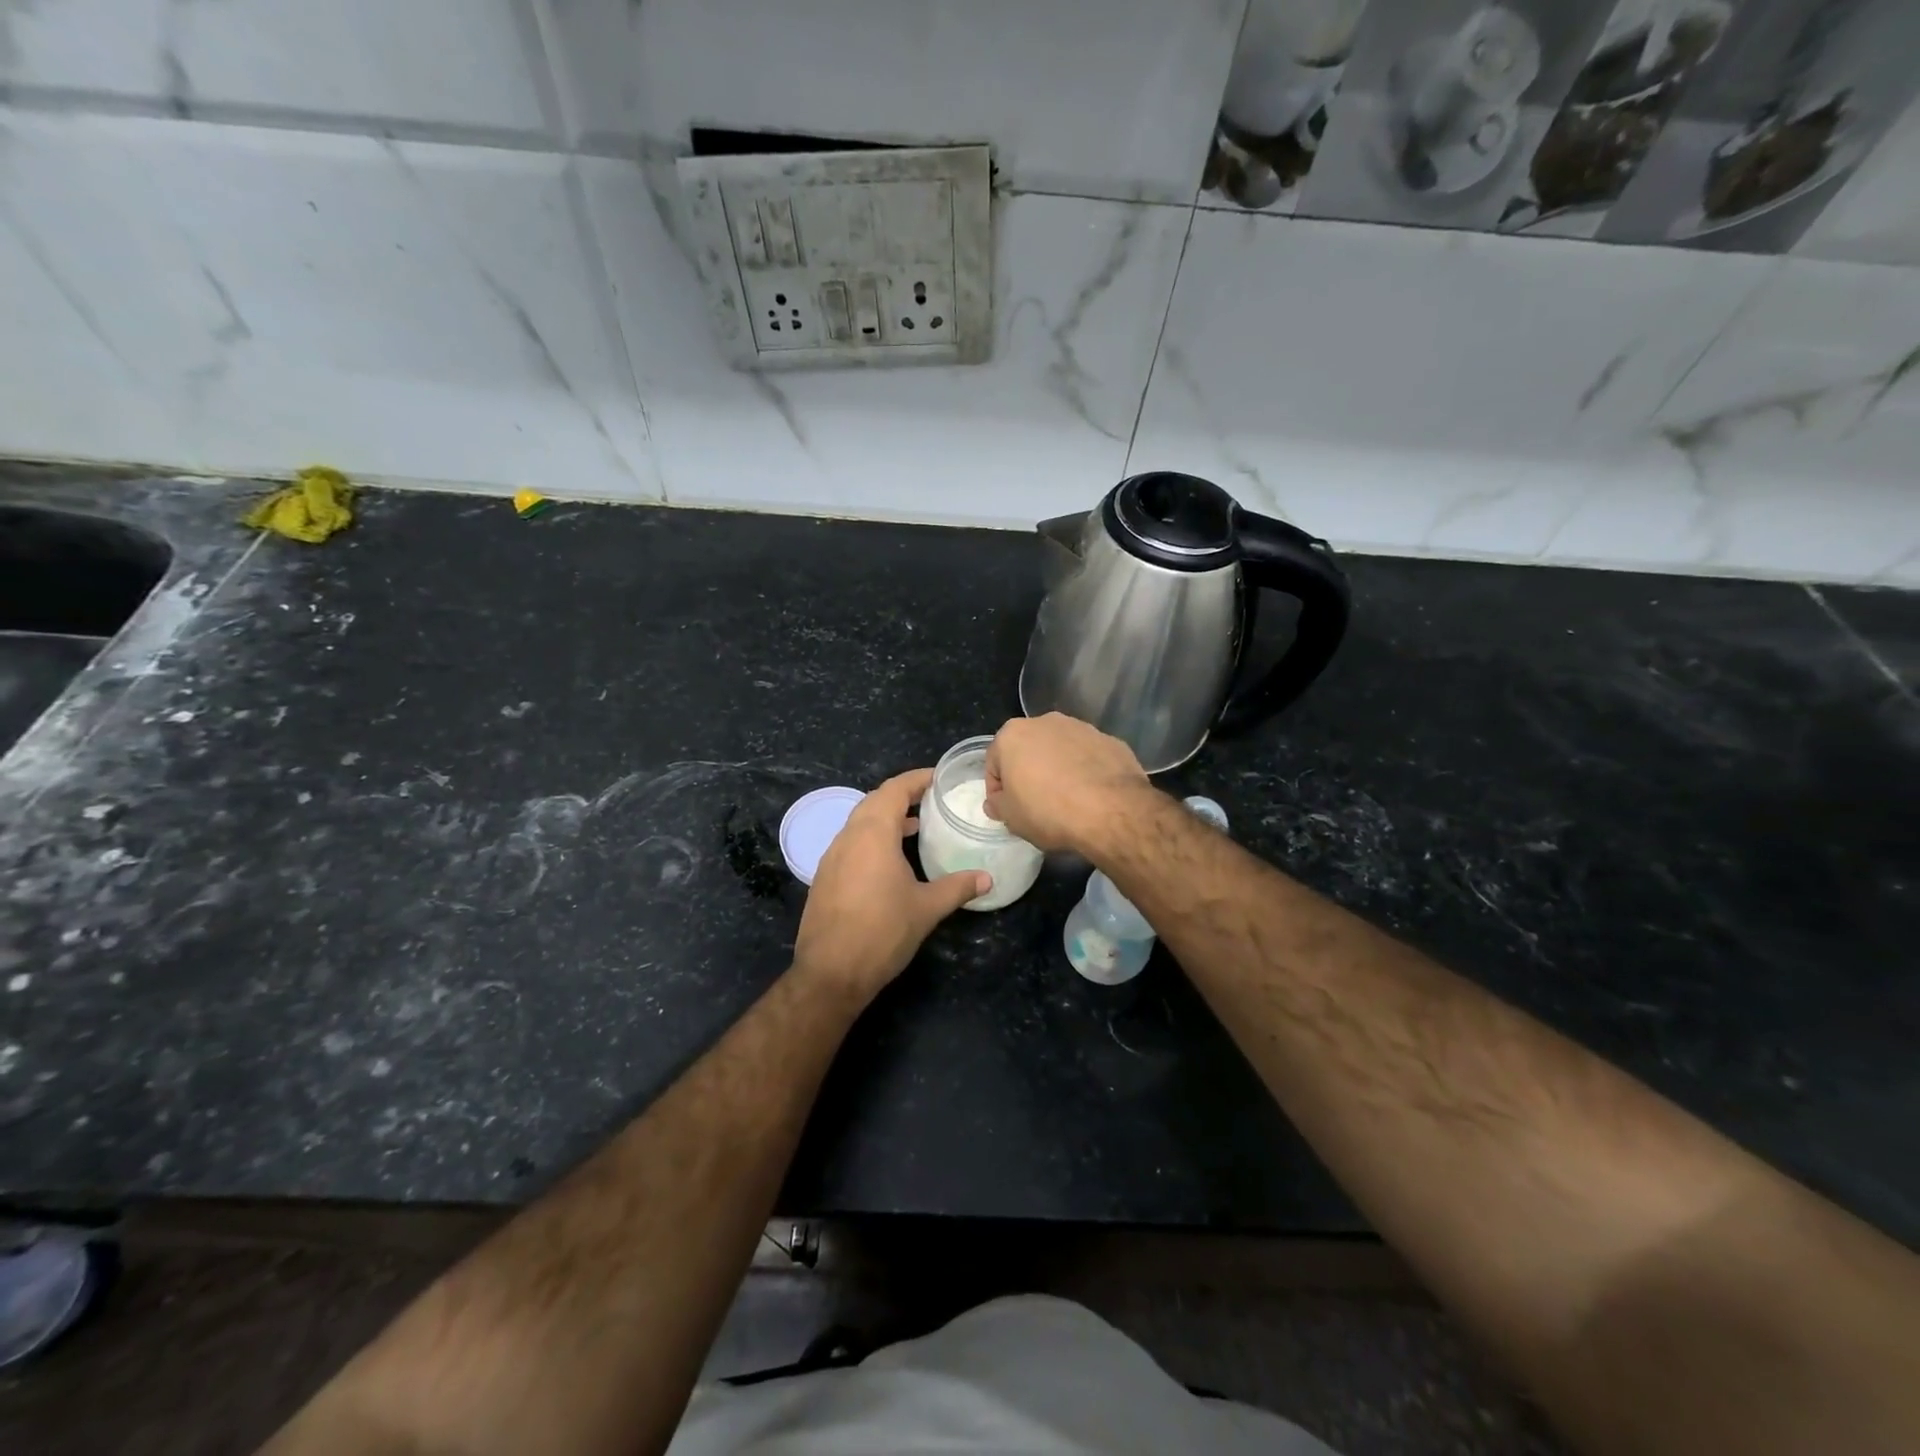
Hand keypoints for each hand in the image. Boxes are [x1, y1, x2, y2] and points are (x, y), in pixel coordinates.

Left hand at [792, 768, 989, 1002]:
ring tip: (916, 827)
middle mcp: (848, 837)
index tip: (939, 778)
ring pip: (859, 822)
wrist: (831, 973)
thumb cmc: (882, 932)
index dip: (917, 779)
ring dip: (886, 818)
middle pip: (874, 801)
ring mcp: (832, 857)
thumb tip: (988, 879)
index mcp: (873, 834)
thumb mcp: (927, 908)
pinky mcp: (824, 877)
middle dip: (902, 795)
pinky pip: (850, 842)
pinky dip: (872, 838)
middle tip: (931, 800)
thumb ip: (958, 887)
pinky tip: (890, 860)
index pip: (894, 790)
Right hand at [985, 713, 1150, 854]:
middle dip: (1028, 773)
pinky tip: (1091, 796)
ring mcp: (1081, 728)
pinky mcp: (1110, 740)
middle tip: (1035, 804)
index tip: (1007, 809)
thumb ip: (997, 804)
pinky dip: (1086, 771)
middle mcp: (1045, 722)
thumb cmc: (1048, 811)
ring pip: (1060, 750)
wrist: (1111, 810)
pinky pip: (1088, 757)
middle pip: (1028, 750)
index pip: (994, 762)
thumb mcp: (1011, 817)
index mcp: (1013, 734)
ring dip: (1058, 769)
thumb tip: (997, 801)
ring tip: (1067, 800)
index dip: (998, 789)